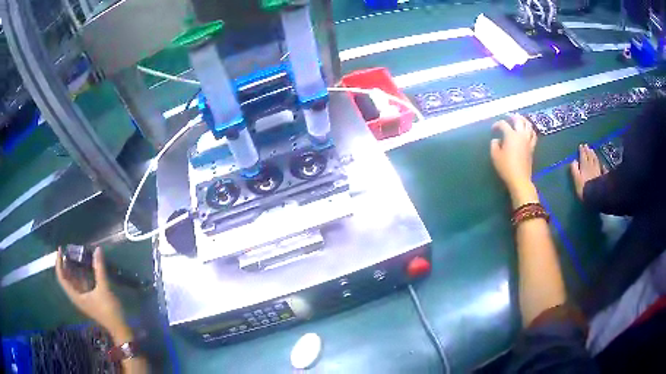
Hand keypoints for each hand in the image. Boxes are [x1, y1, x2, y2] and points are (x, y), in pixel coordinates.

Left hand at [55, 247, 131, 342]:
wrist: (119, 327)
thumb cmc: (108, 310)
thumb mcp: (104, 289)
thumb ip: (99, 269)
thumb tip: (97, 249)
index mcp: (76, 296)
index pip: (62, 278)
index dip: (59, 263)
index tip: (60, 250)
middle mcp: (77, 297)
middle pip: (66, 279)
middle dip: (65, 264)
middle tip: (68, 250)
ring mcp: (83, 299)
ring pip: (74, 281)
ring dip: (73, 268)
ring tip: (75, 255)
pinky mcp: (90, 299)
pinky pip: (81, 284)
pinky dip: (80, 274)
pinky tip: (85, 267)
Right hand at [490, 114, 538, 205]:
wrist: (519, 179)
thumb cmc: (506, 167)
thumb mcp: (495, 156)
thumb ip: (494, 144)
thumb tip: (497, 140)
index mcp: (511, 135)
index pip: (503, 124)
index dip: (497, 124)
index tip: (493, 129)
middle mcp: (521, 135)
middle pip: (519, 120)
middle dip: (513, 117)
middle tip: (508, 117)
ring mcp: (528, 141)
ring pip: (528, 125)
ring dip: (524, 120)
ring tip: (520, 120)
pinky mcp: (532, 147)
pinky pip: (533, 135)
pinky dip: (530, 130)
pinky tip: (528, 131)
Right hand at [570, 144, 605, 200]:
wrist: (595, 197)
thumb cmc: (584, 189)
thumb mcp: (576, 180)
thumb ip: (574, 169)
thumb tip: (574, 161)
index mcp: (584, 166)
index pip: (583, 156)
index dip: (582, 151)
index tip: (581, 145)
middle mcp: (591, 166)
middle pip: (589, 157)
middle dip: (588, 151)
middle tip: (586, 145)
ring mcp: (597, 171)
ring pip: (595, 160)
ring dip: (593, 155)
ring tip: (592, 150)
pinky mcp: (602, 177)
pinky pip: (602, 169)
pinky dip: (602, 165)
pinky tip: (602, 164)